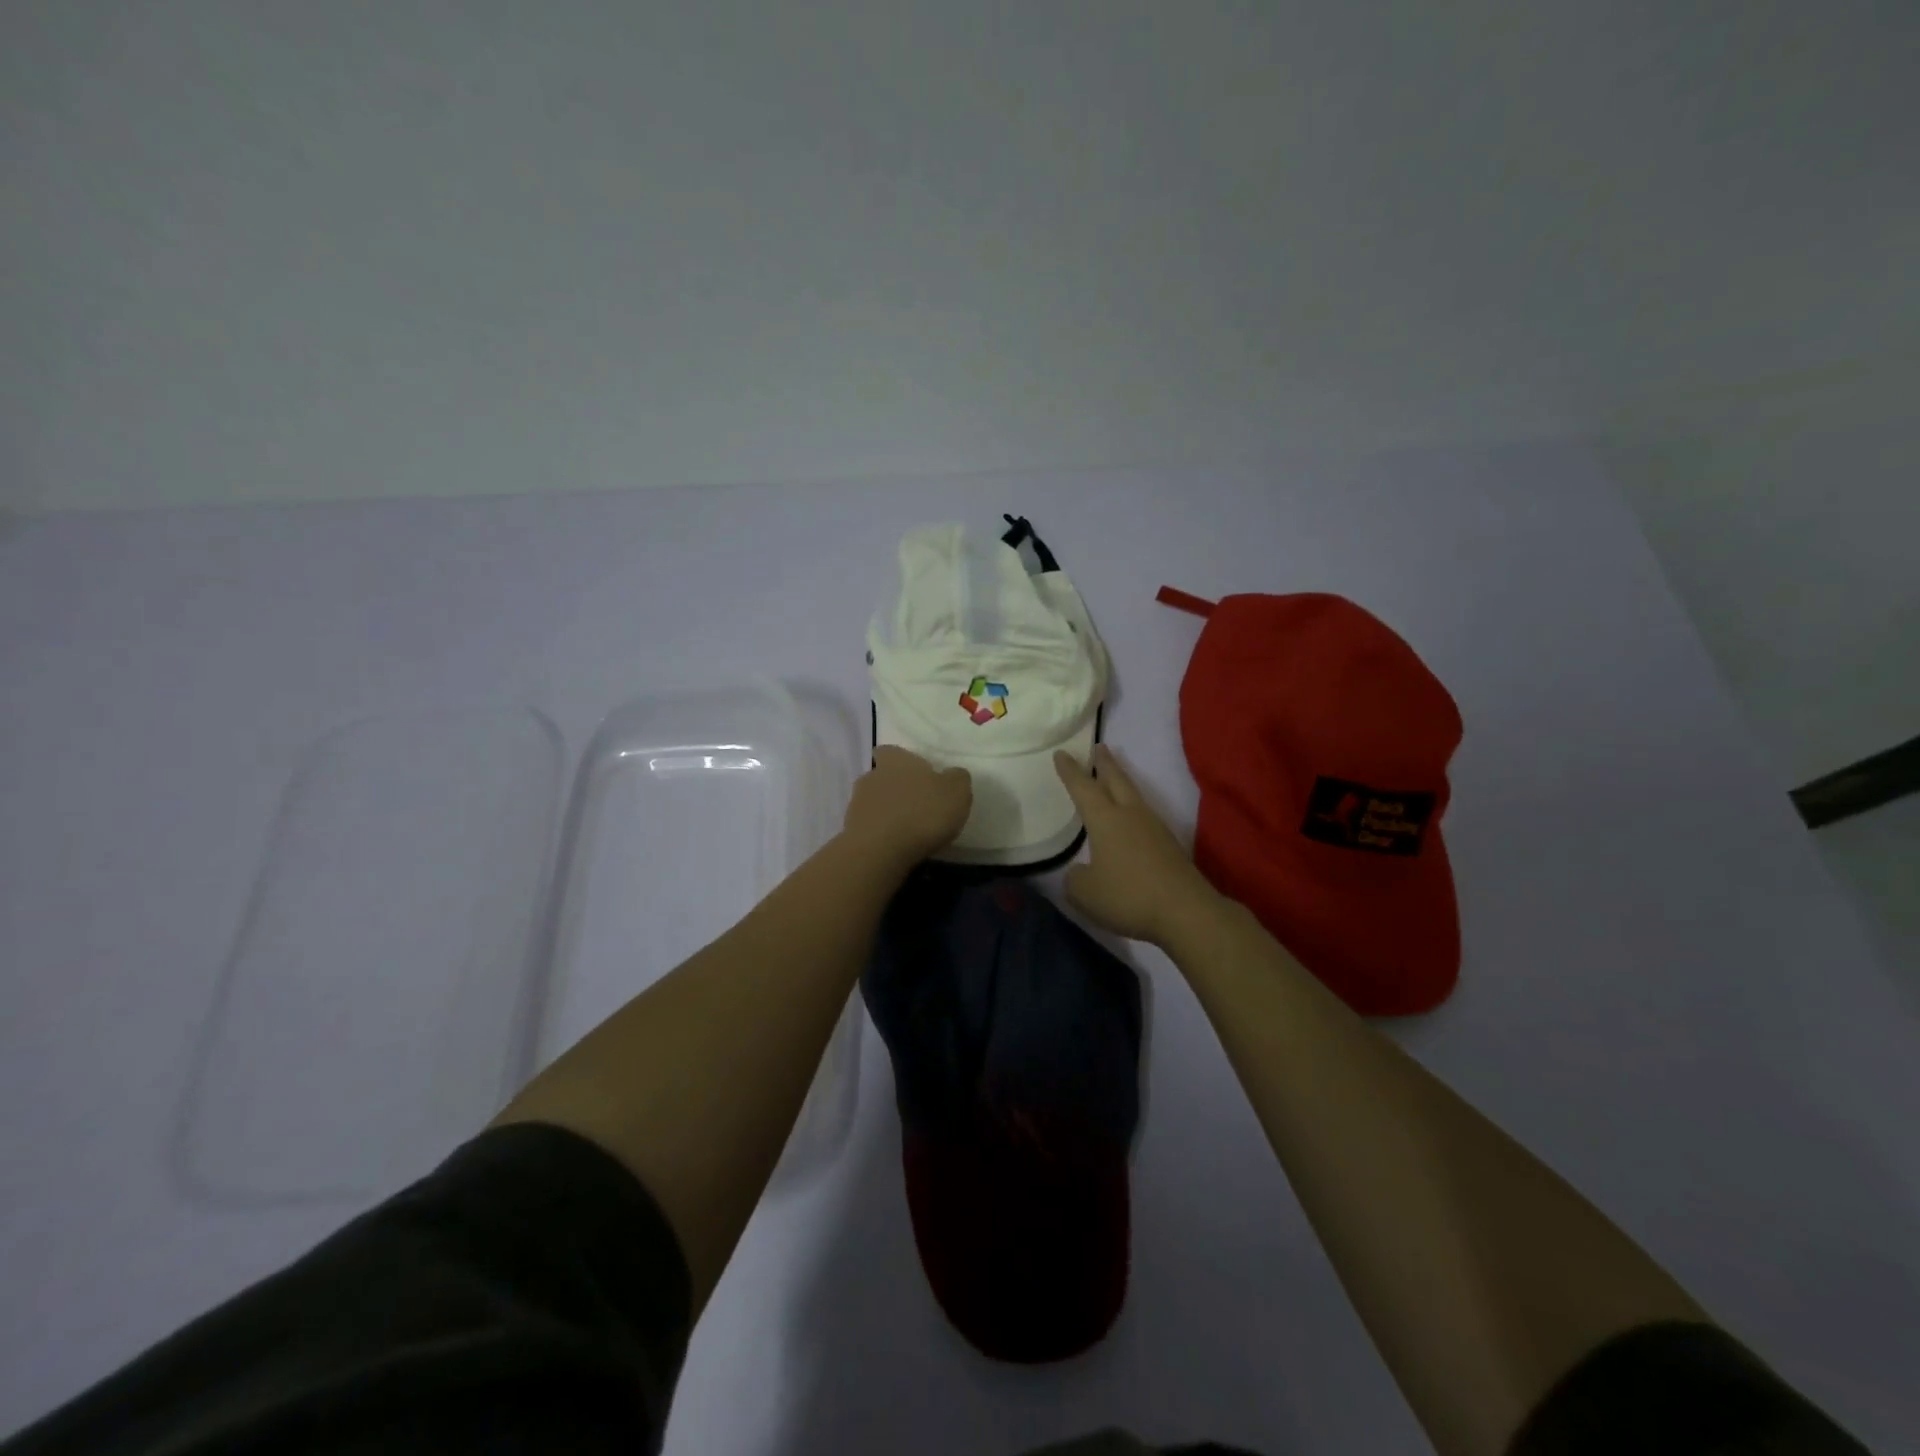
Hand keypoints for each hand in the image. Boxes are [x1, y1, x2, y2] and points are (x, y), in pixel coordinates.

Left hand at [843, 746, 972, 865]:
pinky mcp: (850, 831)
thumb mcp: (957, 792)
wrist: (880, 851)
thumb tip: (953, 774)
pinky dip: (881, 833)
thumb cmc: (922, 813)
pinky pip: (869, 827)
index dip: (901, 761)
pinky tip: (895, 846)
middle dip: (896, 789)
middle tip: (918, 805)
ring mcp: (857, 804)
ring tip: (908, 829)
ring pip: (874, 802)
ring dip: (887, 812)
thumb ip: (957, 778)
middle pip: (882, 777)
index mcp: (896, 760)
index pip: (891, 752)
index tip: (915, 774)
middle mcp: (872, 776)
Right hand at [1054, 745, 1222, 946]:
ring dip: (1122, 783)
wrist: (1185, 911)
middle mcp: (1130, 815)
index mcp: (1105, 819)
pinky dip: (1133, 809)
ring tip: (1113, 778)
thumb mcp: (1085, 892)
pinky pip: (1145, 817)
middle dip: (1105, 764)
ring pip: (1134, 796)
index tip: (1062, 753)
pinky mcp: (1169, 846)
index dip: (1070, 771)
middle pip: (1116, 781)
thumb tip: (1080, 872)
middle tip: (1099, 747)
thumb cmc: (1128, 895)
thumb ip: (1075, 879)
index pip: (1083, 788)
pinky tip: (1130, 821)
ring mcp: (1154, 828)